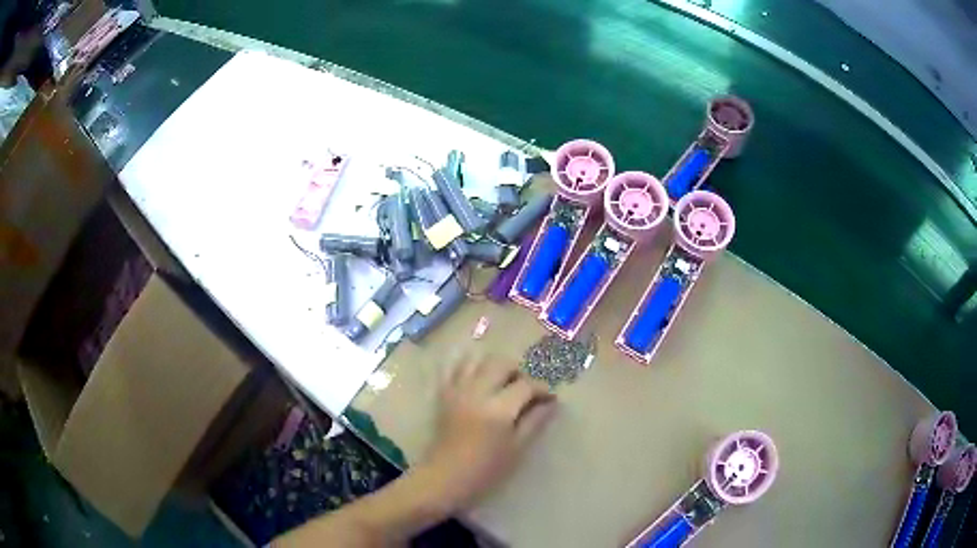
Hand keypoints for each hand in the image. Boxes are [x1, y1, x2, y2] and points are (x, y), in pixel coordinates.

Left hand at [420, 358, 556, 508]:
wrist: (444, 478)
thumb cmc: (485, 471)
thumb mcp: (516, 449)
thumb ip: (534, 422)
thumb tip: (551, 403)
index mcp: (498, 409)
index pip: (526, 385)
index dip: (542, 388)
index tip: (550, 397)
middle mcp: (477, 393)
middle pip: (501, 364)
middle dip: (518, 372)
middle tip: (526, 389)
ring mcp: (457, 391)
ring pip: (477, 360)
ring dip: (493, 366)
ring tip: (502, 383)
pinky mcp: (443, 395)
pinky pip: (453, 369)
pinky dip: (467, 366)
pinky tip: (477, 377)